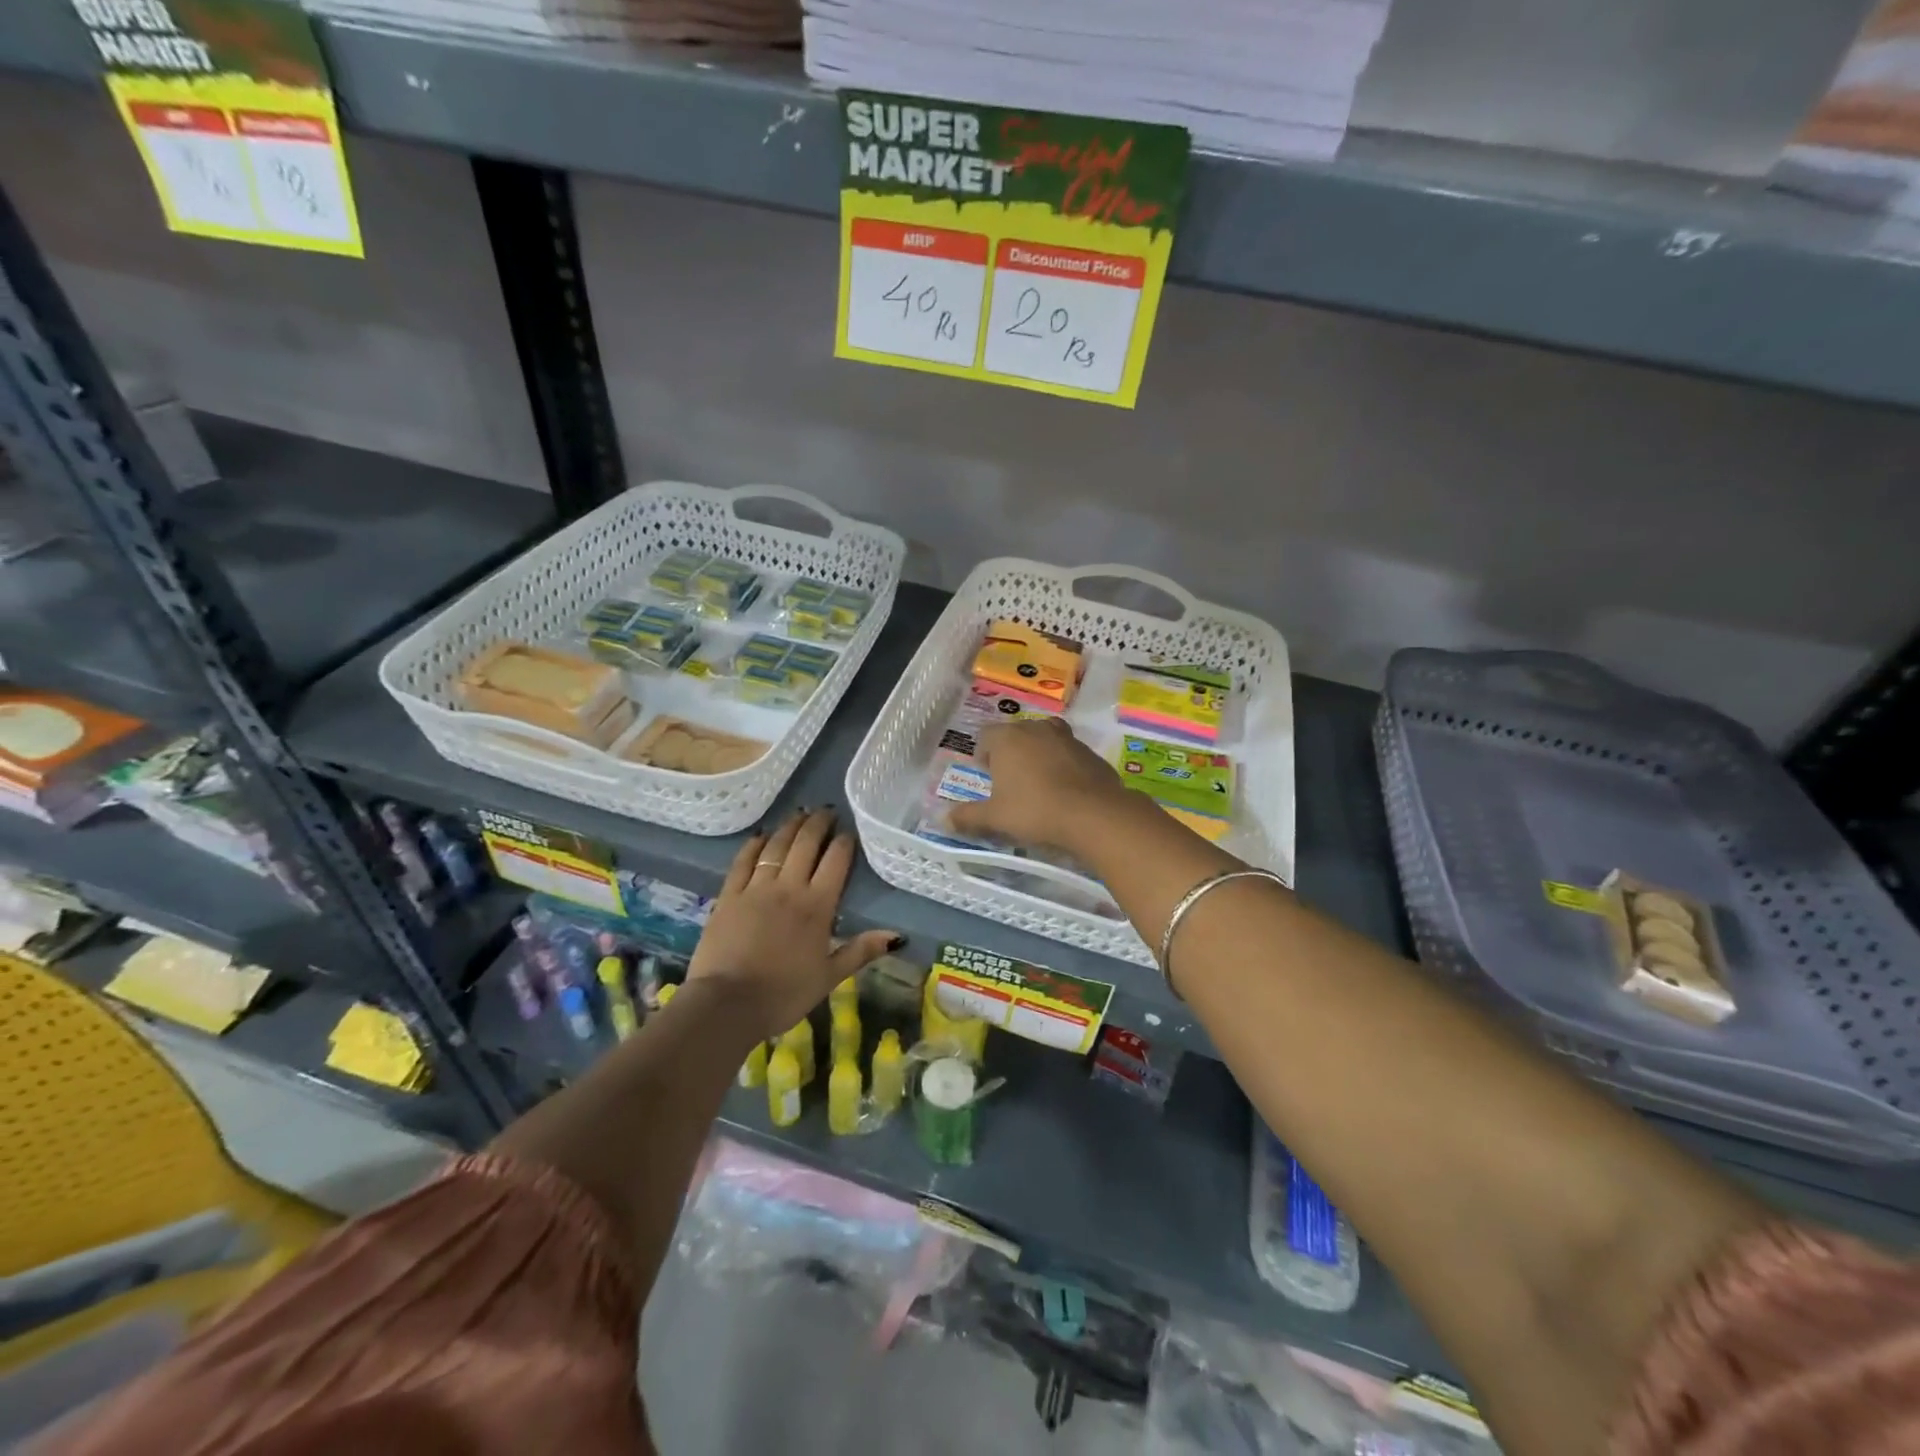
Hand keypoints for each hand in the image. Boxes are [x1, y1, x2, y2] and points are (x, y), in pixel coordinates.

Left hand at [685, 808, 900, 1039]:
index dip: (844, 842)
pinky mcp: (729, 895)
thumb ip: (861, 950)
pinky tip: (761, 835)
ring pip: (776, 846)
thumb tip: (897, 935)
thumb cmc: (784, 994)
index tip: (848, 832)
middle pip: (806, 844)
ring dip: (790, 826)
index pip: (836, 861)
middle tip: (826, 811)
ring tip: (800, 814)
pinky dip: (754, 844)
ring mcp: (756, 888)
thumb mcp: (829, 977)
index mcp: (818, 905)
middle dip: (818, 824)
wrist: (727, 1004)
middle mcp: (789, 887)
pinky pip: (743, 861)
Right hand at [945, 717, 1135, 856]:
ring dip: (1038, 756)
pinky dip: (1063, 767)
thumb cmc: (1034, 810)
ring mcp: (1067, 738)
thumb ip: (967, 817)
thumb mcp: (995, 818)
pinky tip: (1064, 792)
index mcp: (1008, 737)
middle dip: (1010, 754)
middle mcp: (1036, 728)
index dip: (982, 755)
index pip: (986, 736)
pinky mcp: (1090, 752)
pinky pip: (1068, 755)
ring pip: (1044, 741)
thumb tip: (942, 821)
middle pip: (1016, 734)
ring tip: (1037, 785)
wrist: (1093, 814)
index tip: (986, 777)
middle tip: (1009, 782)